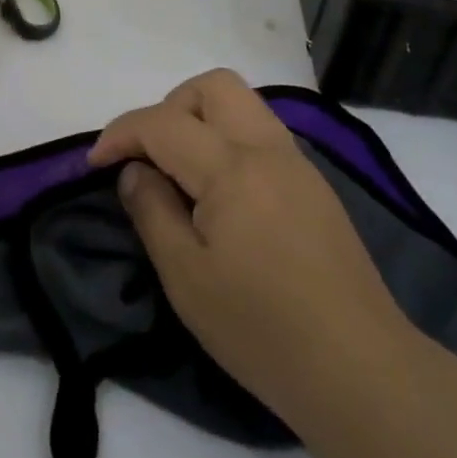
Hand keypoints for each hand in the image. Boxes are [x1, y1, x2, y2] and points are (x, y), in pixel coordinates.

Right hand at [91, 69, 456, 457]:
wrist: (361, 371)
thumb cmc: (262, 330)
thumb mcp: (186, 278)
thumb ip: (152, 211)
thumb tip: (135, 172)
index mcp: (232, 167)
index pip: (163, 122)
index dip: (121, 134)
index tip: (95, 163)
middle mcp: (268, 148)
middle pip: (213, 86)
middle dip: (169, 107)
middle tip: (149, 156)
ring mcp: (298, 163)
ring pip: (243, 104)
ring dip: (201, 119)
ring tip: (181, 172)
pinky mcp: (315, 185)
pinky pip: (262, 133)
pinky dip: (229, 140)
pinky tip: (221, 193)